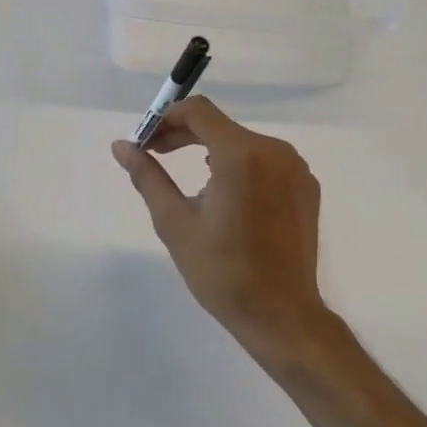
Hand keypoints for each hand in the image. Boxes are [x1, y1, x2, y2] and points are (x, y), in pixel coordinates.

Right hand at [111, 98, 332, 364]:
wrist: (281, 315)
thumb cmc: (222, 271)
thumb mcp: (175, 222)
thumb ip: (147, 176)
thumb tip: (121, 146)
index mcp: (243, 155)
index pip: (199, 112)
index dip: (166, 118)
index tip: (144, 140)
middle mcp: (276, 151)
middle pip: (221, 126)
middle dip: (184, 134)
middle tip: (153, 154)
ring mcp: (296, 168)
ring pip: (243, 143)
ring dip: (210, 149)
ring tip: (185, 174)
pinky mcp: (306, 187)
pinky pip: (265, 161)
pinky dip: (239, 166)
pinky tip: (223, 192)